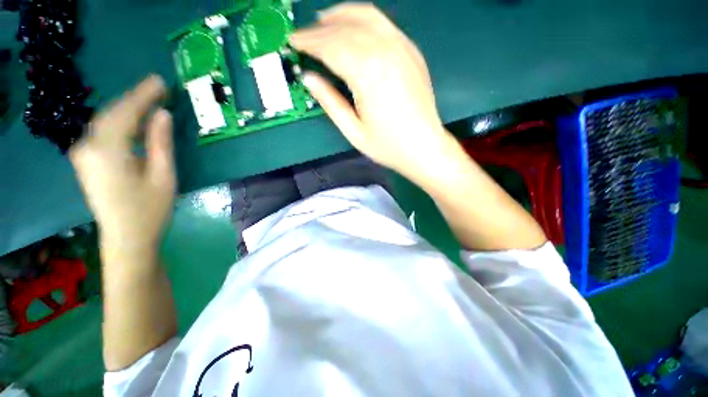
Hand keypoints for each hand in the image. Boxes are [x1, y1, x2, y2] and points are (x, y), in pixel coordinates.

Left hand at [70, 75, 174, 249]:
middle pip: (111, 114)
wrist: (126, 239)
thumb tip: (162, 114)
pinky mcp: (87, 161)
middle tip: (158, 89)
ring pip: (105, 122)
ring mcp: (84, 155)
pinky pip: (102, 133)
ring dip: (127, 110)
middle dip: (135, 99)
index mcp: (108, 151)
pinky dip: (119, 123)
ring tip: (149, 102)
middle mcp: (88, 148)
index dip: (144, 95)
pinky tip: (133, 122)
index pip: (125, 112)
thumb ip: (160, 143)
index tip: (161, 81)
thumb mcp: (163, 176)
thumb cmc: (150, 210)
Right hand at [290, 3, 452, 177]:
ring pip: (367, 17)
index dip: (309, 42)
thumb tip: (309, 78)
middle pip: (346, 28)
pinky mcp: (412, 52)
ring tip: (324, 21)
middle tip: (303, 35)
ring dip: (341, 15)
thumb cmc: (388, 146)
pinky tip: (354, 26)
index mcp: (369, 75)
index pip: (332, 47)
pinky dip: (364, 19)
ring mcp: (403, 49)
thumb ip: (330, 102)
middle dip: (320, 29)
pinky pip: (384, 24)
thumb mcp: (354, 132)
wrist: (424, 147)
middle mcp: (386, 53)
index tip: (293, 41)